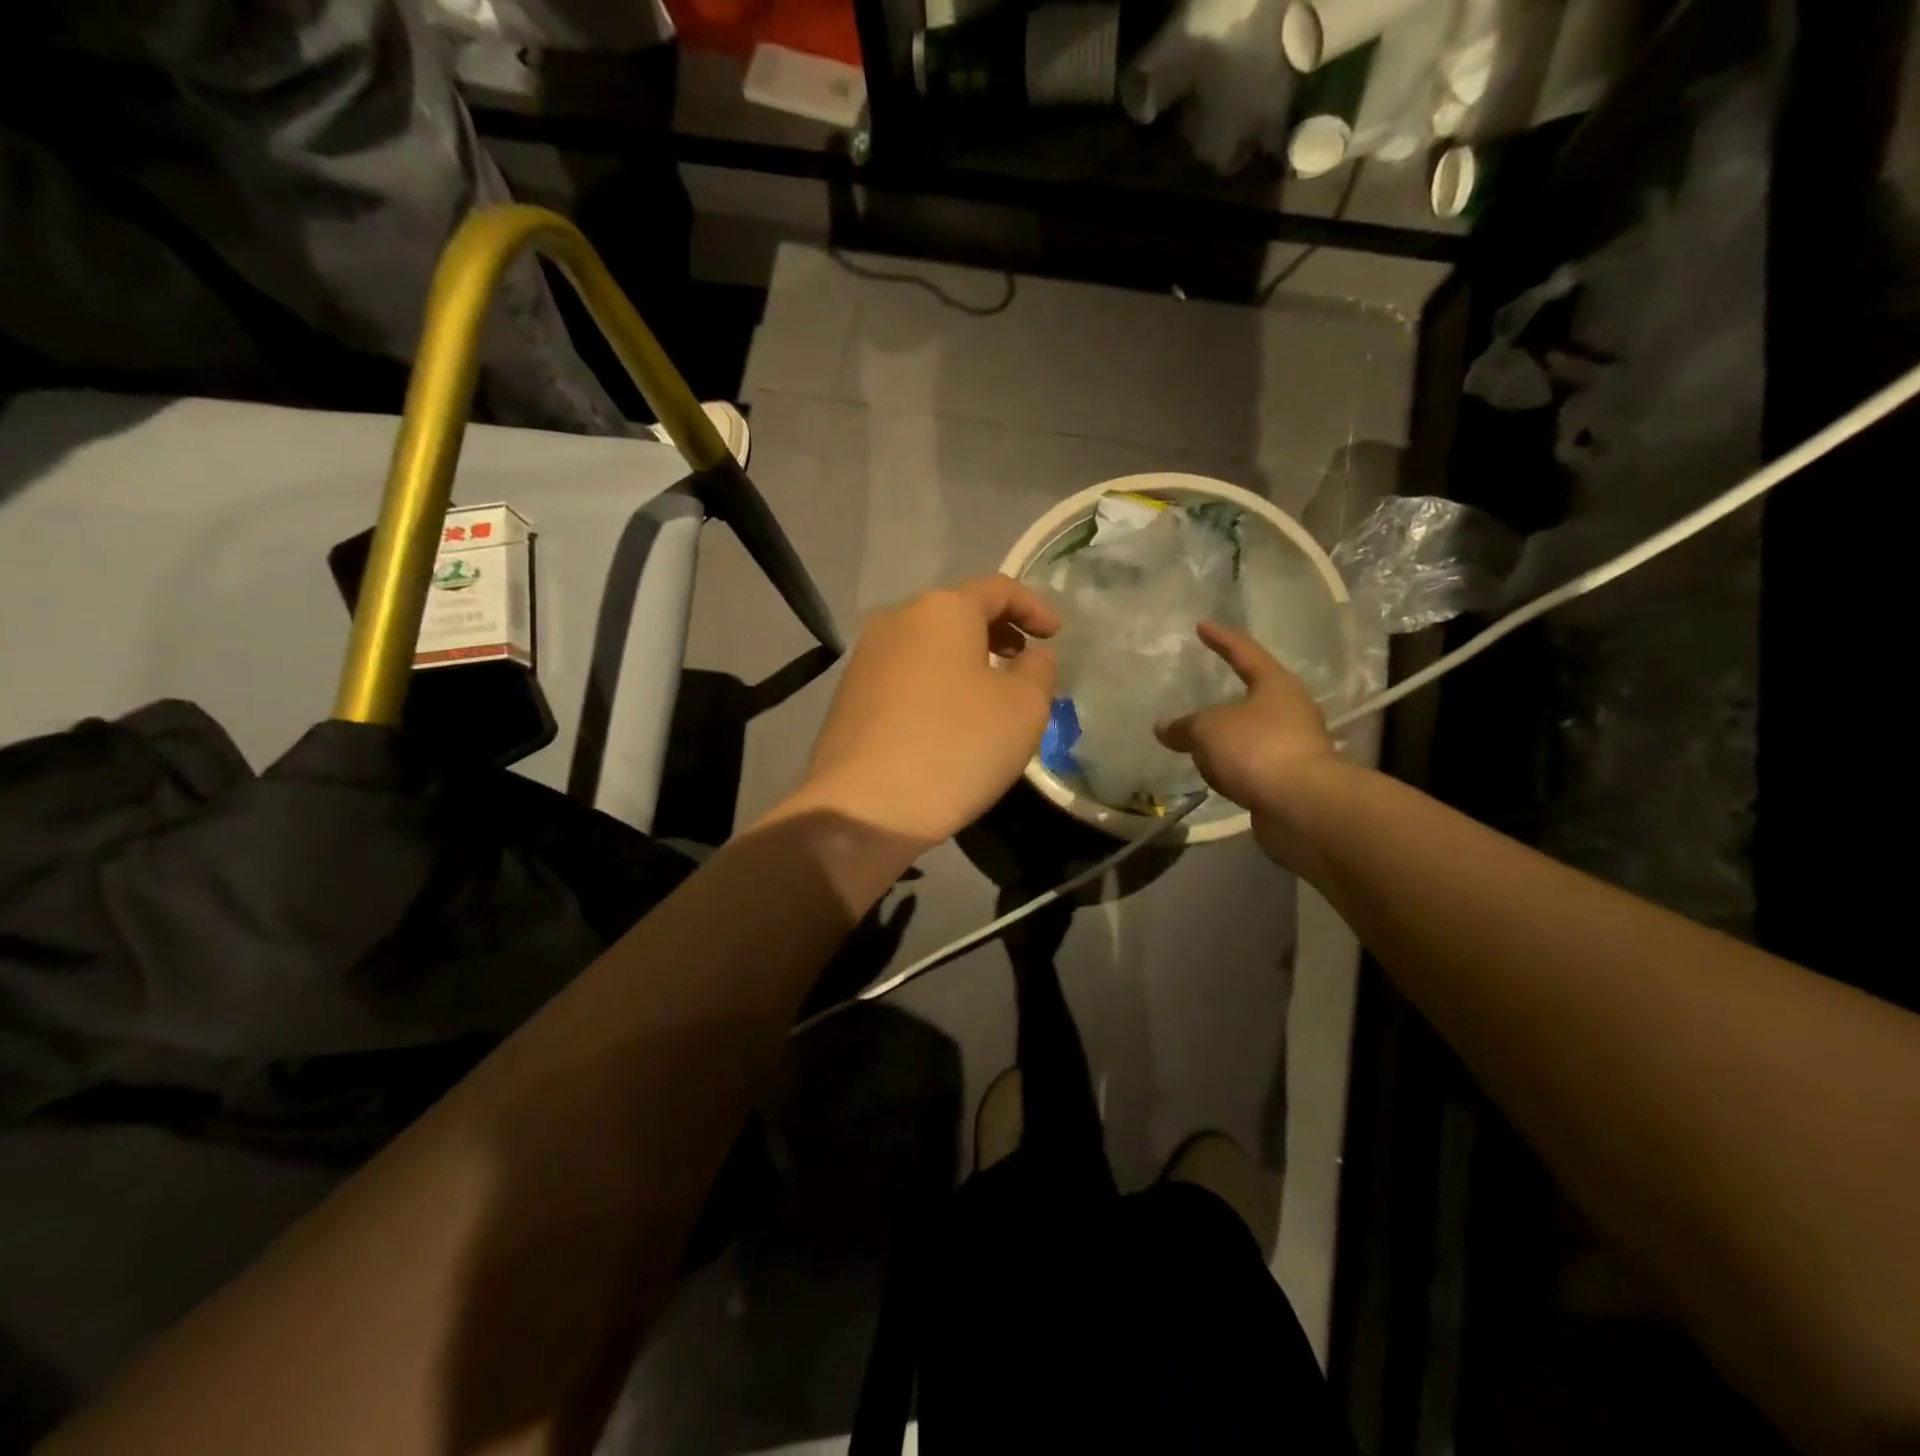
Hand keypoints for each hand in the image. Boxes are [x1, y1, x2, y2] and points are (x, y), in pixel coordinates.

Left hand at [792, 576, 1059, 849]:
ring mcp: (866, 658)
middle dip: (998, 632)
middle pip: (958, 613)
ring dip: (966, 660)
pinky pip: (906, 675)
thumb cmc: (957, 746)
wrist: (865, 807)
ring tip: (990, 694)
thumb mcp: (1024, 708)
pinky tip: (948, 721)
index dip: (1034, 606)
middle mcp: (897, 621)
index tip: (1056, 635)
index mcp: (941, 609)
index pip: (997, 588)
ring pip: (929, 645)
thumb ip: (1039, 670)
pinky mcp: (849, 695)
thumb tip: (1033, 656)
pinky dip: (937, 683)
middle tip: (1024, 661)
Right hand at [1154, 621, 1342, 867]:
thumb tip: (1164, 727)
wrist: (1301, 806)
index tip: (1203, 625)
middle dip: (1231, 693)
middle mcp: (1292, 711)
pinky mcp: (1291, 780)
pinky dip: (1234, 764)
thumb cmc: (1255, 749)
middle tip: (1204, 690)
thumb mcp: (1207, 730)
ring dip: (1231, 735)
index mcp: (1276, 685)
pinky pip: (1254, 763)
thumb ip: (1183, 726)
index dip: (1222, 639)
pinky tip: (1216, 771)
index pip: (1245, 653)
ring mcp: (1296, 747)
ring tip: (1201, 738)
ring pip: (1255, 733)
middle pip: (1257, 694)